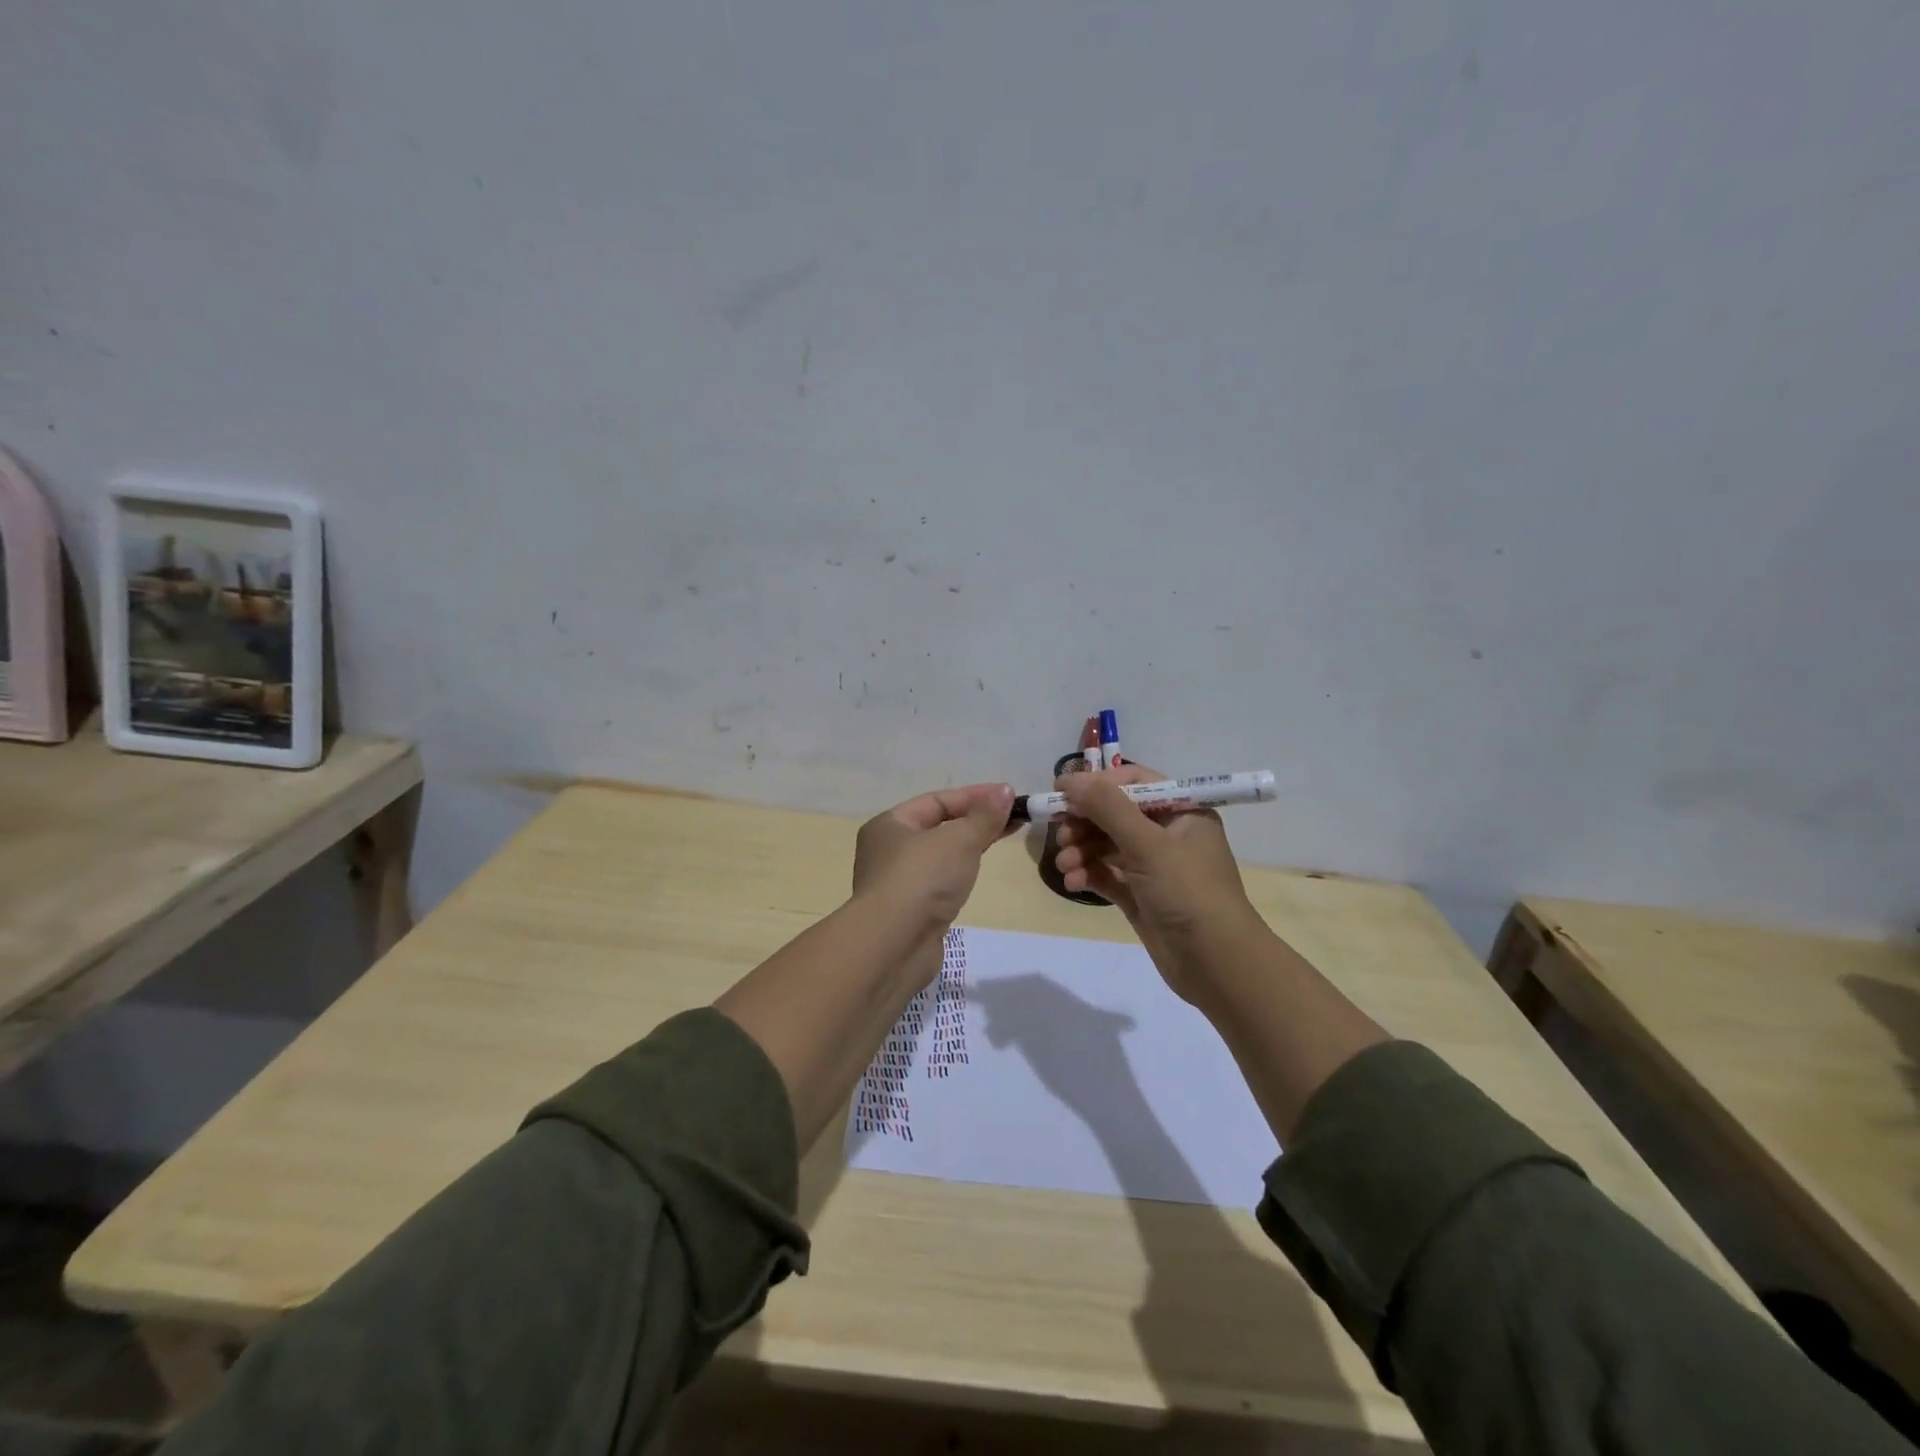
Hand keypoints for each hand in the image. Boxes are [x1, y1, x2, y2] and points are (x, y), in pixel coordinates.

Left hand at [852, 783, 1016, 930]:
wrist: (893, 945)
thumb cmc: (921, 879)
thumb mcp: (959, 840)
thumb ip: (984, 816)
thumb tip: (1005, 791)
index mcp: (890, 824)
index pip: (937, 801)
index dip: (975, 796)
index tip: (1010, 796)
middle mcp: (887, 850)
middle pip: (938, 826)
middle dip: (975, 820)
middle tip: (1012, 818)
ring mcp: (898, 883)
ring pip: (940, 856)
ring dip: (968, 846)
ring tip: (1000, 840)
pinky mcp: (910, 912)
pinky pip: (939, 881)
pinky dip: (959, 873)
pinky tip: (977, 873)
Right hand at [1052, 763, 1268, 1002]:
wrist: (1216, 964)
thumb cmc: (1188, 891)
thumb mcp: (1148, 843)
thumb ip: (1107, 808)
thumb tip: (1071, 779)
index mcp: (1181, 811)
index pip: (1133, 782)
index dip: (1097, 783)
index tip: (1062, 790)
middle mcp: (1168, 833)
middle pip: (1115, 814)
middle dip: (1084, 822)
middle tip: (1061, 833)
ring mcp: (1154, 867)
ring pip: (1107, 845)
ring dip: (1082, 850)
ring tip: (1065, 864)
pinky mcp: (1141, 895)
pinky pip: (1107, 874)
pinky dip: (1089, 874)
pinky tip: (1073, 882)